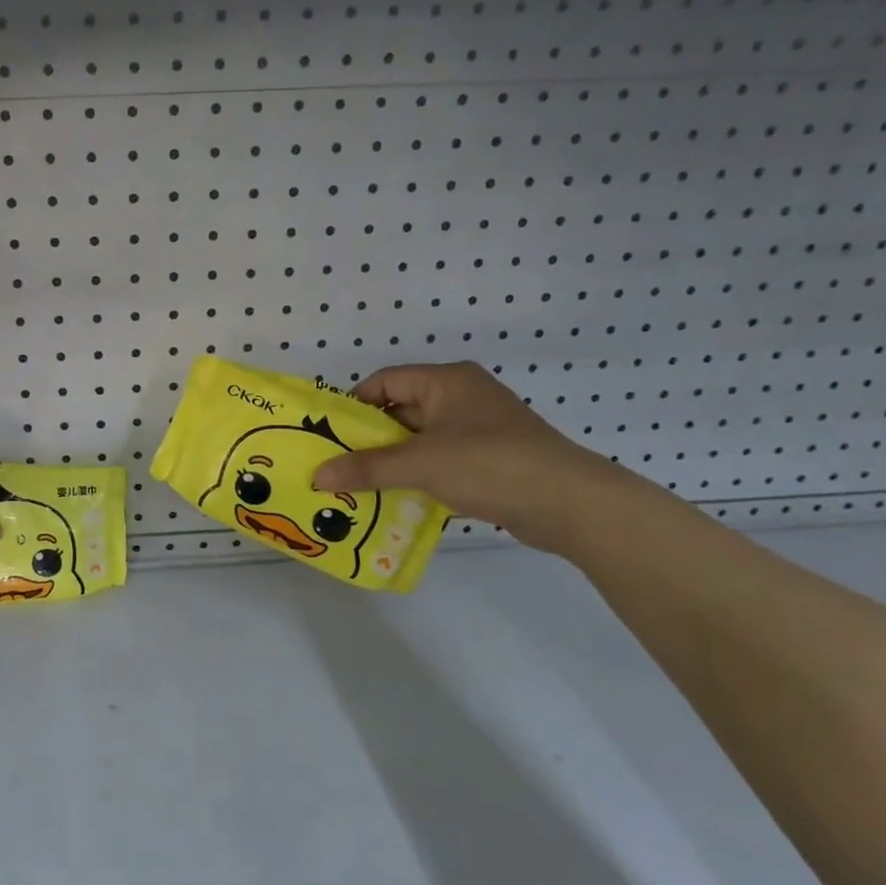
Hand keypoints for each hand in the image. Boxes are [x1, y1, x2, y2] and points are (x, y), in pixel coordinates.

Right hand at [311, 362, 629, 552]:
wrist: (569, 502)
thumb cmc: (489, 464)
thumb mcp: (420, 463)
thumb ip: (366, 468)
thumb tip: (316, 475)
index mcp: (446, 381)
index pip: (385, 381)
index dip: (354, 405)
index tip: (329, 436)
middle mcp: (461, 396)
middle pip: (400, 411)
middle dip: (368, 439)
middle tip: (335, 465)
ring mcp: (477, 428)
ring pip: (418, 440)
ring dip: (391, 461)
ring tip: (357, 486)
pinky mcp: (488, 458)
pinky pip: (439, 460)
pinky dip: (416, 476)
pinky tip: (395, 499)